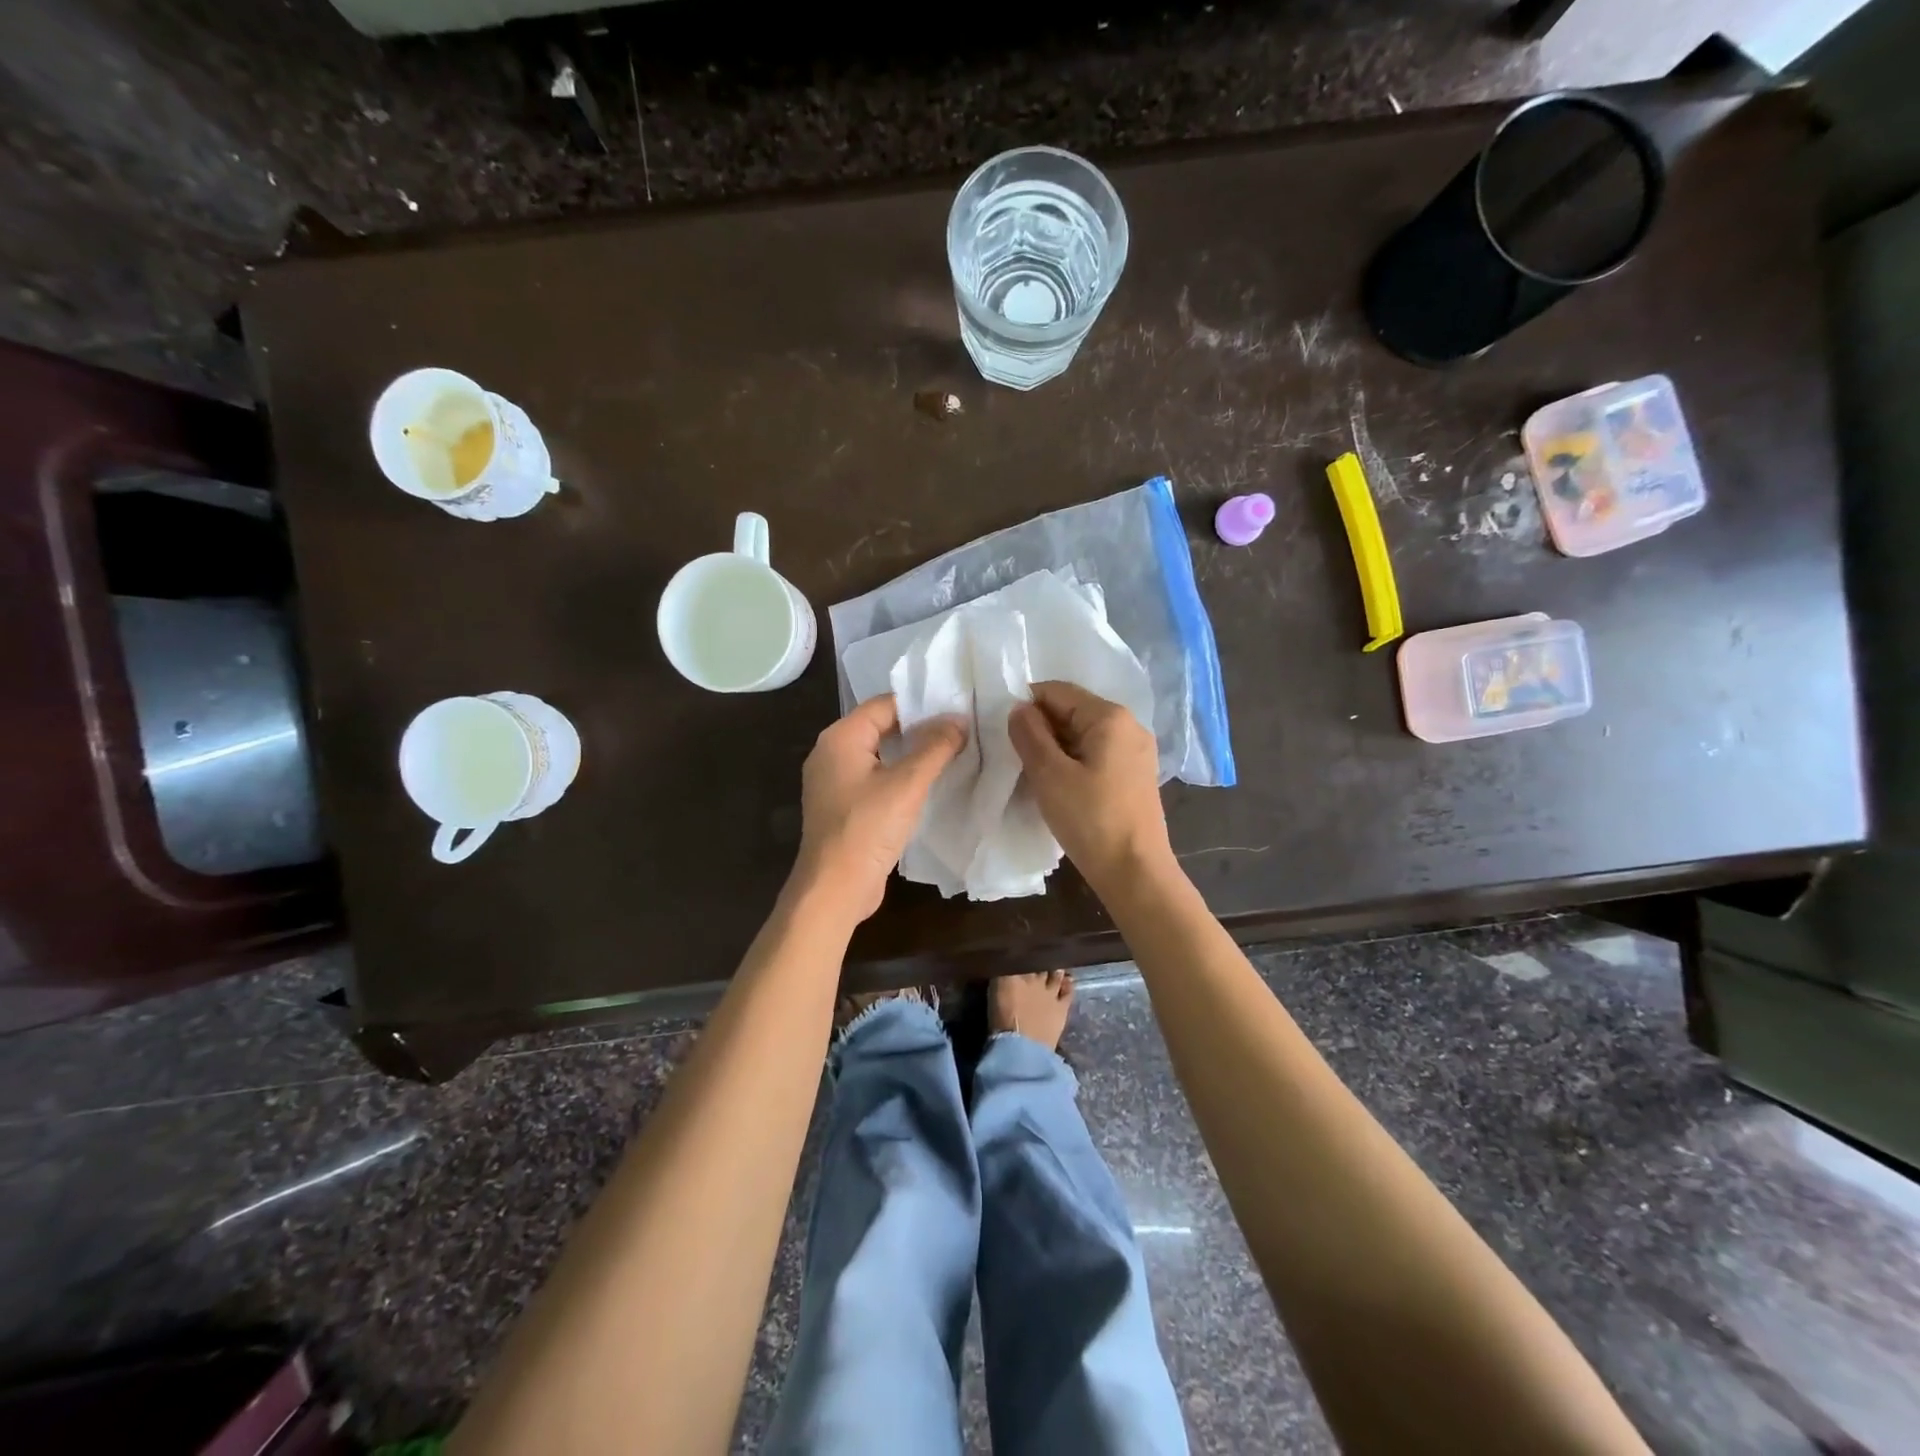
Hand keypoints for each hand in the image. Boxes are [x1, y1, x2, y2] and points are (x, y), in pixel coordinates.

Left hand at [794, 694, 965, 922]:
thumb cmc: (867, 829)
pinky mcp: (843, 806)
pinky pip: (874, 778)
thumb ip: (935, 747)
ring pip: (879, 755)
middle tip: (960, 730)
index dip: (921, 704)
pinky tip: (927, 784)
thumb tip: (959, 719)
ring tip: (951, 753)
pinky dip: (899, 776)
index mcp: (840, 738)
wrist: (835, 888)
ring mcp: (834, 782)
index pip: (885, 704)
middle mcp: (831, 753)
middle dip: (919, 728)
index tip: (957, 709)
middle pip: (881, 727)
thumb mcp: (908, 784)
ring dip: (911, 754)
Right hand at [1008, 681, 1172, 896]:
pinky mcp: (1135, 775)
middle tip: (1017, 758)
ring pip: (1083, 734)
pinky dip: (1073, 762)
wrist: (1135, 872)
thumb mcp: (1049, 774)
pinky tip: (1059, 787)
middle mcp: (1129, 725)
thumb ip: (1029, 734)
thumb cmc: (1090, 819)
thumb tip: (1019, 708)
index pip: (1057, 691)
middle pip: (1072, 710)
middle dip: (1041, 728)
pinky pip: (1096, 754)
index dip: (1026, 706)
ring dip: (1055, 748)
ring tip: (1035, 775)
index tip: (1005, 734)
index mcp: (1110, 716)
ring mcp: (1136, 751)